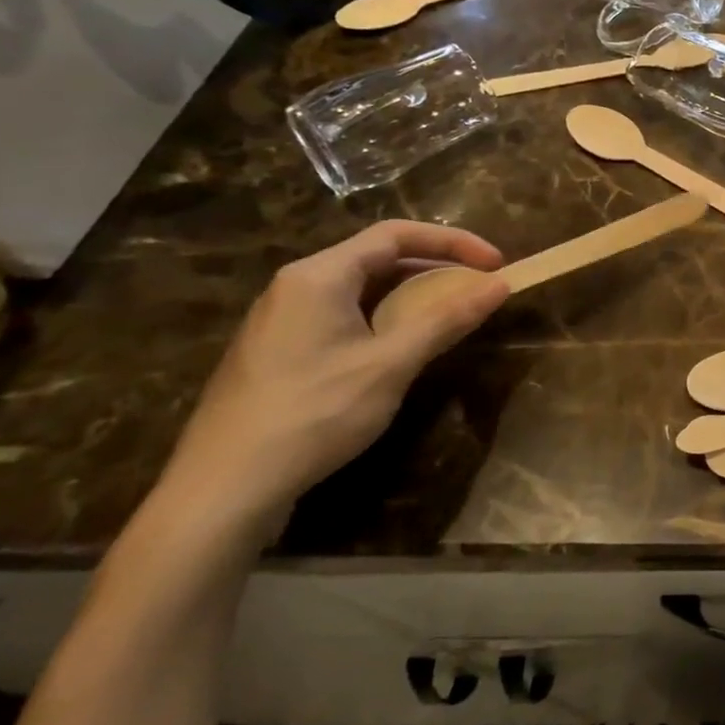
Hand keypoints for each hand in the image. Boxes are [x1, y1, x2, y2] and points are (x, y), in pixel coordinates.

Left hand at [162, 222, 506, 538]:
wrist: (223, 490)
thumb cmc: (314, 413)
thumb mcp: (392, 364)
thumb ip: (448, 319)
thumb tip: (501, 285)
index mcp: (319, 276)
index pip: (396, 234)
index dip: (453, 242)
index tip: (496, 263)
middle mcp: (296, 286)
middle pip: (378, 257)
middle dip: (435, 267)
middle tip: (479, 288)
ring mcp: (283, 319)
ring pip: (361, 288)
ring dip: (412, 294)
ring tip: (451, 314)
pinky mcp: (280, 351)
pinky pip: (343, 314)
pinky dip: (385, 317)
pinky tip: (402, 347)